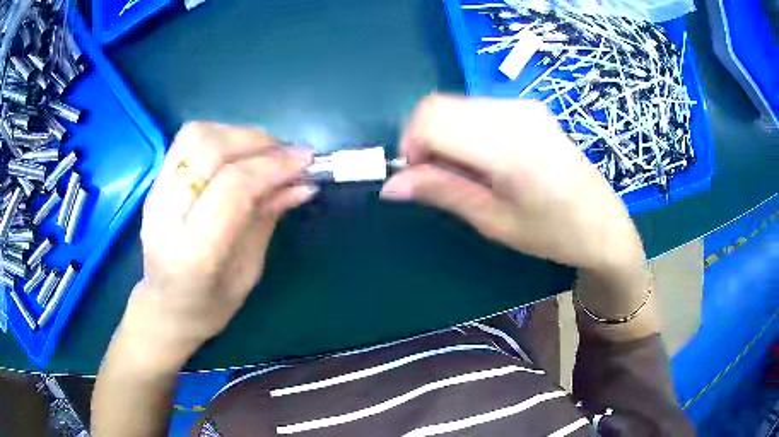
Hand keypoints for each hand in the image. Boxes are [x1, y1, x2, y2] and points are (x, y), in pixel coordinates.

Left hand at [122, 122, 316, 362]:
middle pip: (211, 149)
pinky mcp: (155, 184)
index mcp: (194, 250)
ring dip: (238, 134)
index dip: (273, 166)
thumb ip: (268, 218)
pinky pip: (187, 141)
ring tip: (263, 152)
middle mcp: (167, 214)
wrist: (164, 308)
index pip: (233, 186)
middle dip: (258, 142)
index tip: (306, 162)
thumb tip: (302, 183)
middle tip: (289, 154)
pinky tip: (238, 153)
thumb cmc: (209, 305)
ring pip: (196, 135)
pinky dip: (220, 136)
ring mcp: (155, 194)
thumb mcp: (248, 270)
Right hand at [381, 94, 644, 274]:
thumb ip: (443, 192)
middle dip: (423, 139)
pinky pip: (478, 108)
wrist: (604, 224)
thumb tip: (391, 184)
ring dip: (443, 134)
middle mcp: (515, 114)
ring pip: (456, 104)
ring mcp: (525, 106)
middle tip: (437, 176)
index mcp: (509, 148)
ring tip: (464, 171)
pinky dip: (464, 129)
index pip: (432, 119)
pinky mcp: (530, 108)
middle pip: (439, 105)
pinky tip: (482, 158)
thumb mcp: (495, 221)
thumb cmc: (554, 233)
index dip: (411, 146)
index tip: (417, 176)